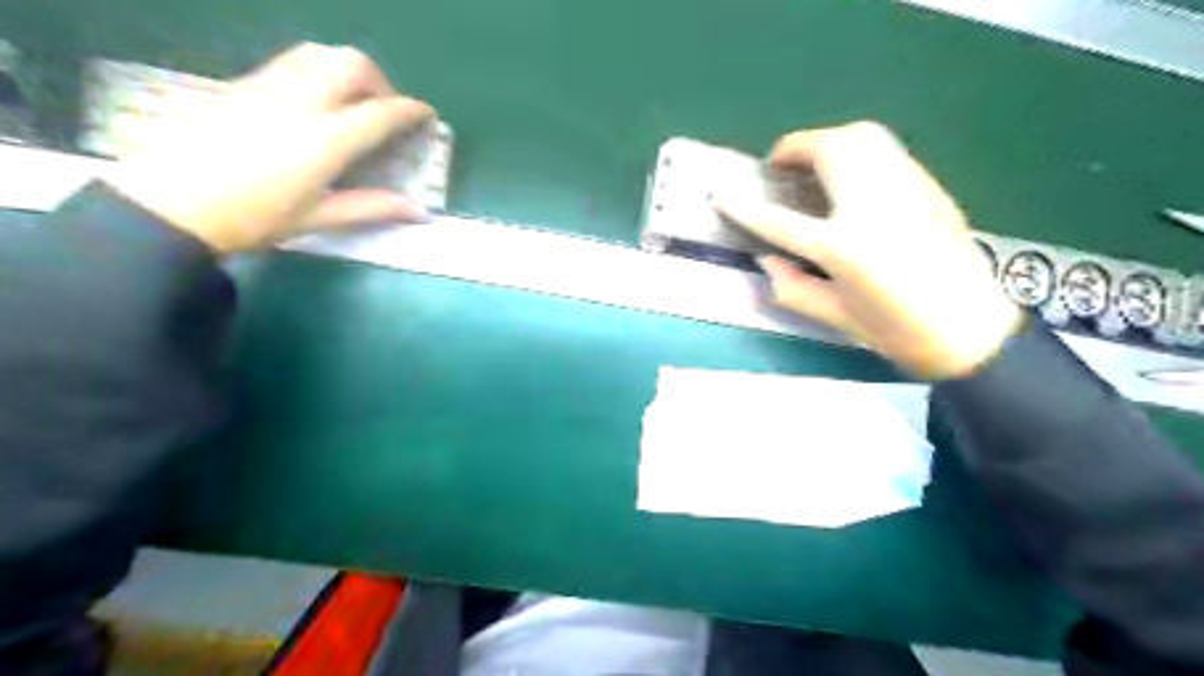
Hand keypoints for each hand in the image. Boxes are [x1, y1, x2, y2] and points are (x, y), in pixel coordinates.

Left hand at [107, 42, 438, 253]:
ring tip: (354, 99)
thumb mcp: (318, 218)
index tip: (426, 115)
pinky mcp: (245, 84)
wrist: (172, 204)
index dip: (409, 110)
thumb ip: (372, 207)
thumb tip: (419, 211)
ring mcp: (269, 86)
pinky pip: (293, 60)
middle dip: (380, 82)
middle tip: (386, 110)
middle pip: (352, 65)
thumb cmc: (254, 218)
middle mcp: (301, 101)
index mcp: (325, 139)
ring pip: (321, 53)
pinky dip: (320, 68)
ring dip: (349, 69)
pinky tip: (318, 98)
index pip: (380, 112)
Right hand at [717, 122, 1017, 378]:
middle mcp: (872, 205)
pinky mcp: (927, 186)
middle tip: (778, 166)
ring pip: (862, 137)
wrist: (972, 329)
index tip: (721, 196)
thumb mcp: (834, 316)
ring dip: (827, 140)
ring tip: (812, 162)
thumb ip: (791, 286)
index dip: (745, 208)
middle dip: (794, 149)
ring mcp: (905, 188)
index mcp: (842, 246)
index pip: (779, 220)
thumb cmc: (898, 332)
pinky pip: (886, 150)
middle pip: (827, 152)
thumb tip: (765, 260)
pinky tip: (851, 175)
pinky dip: (858, 149)